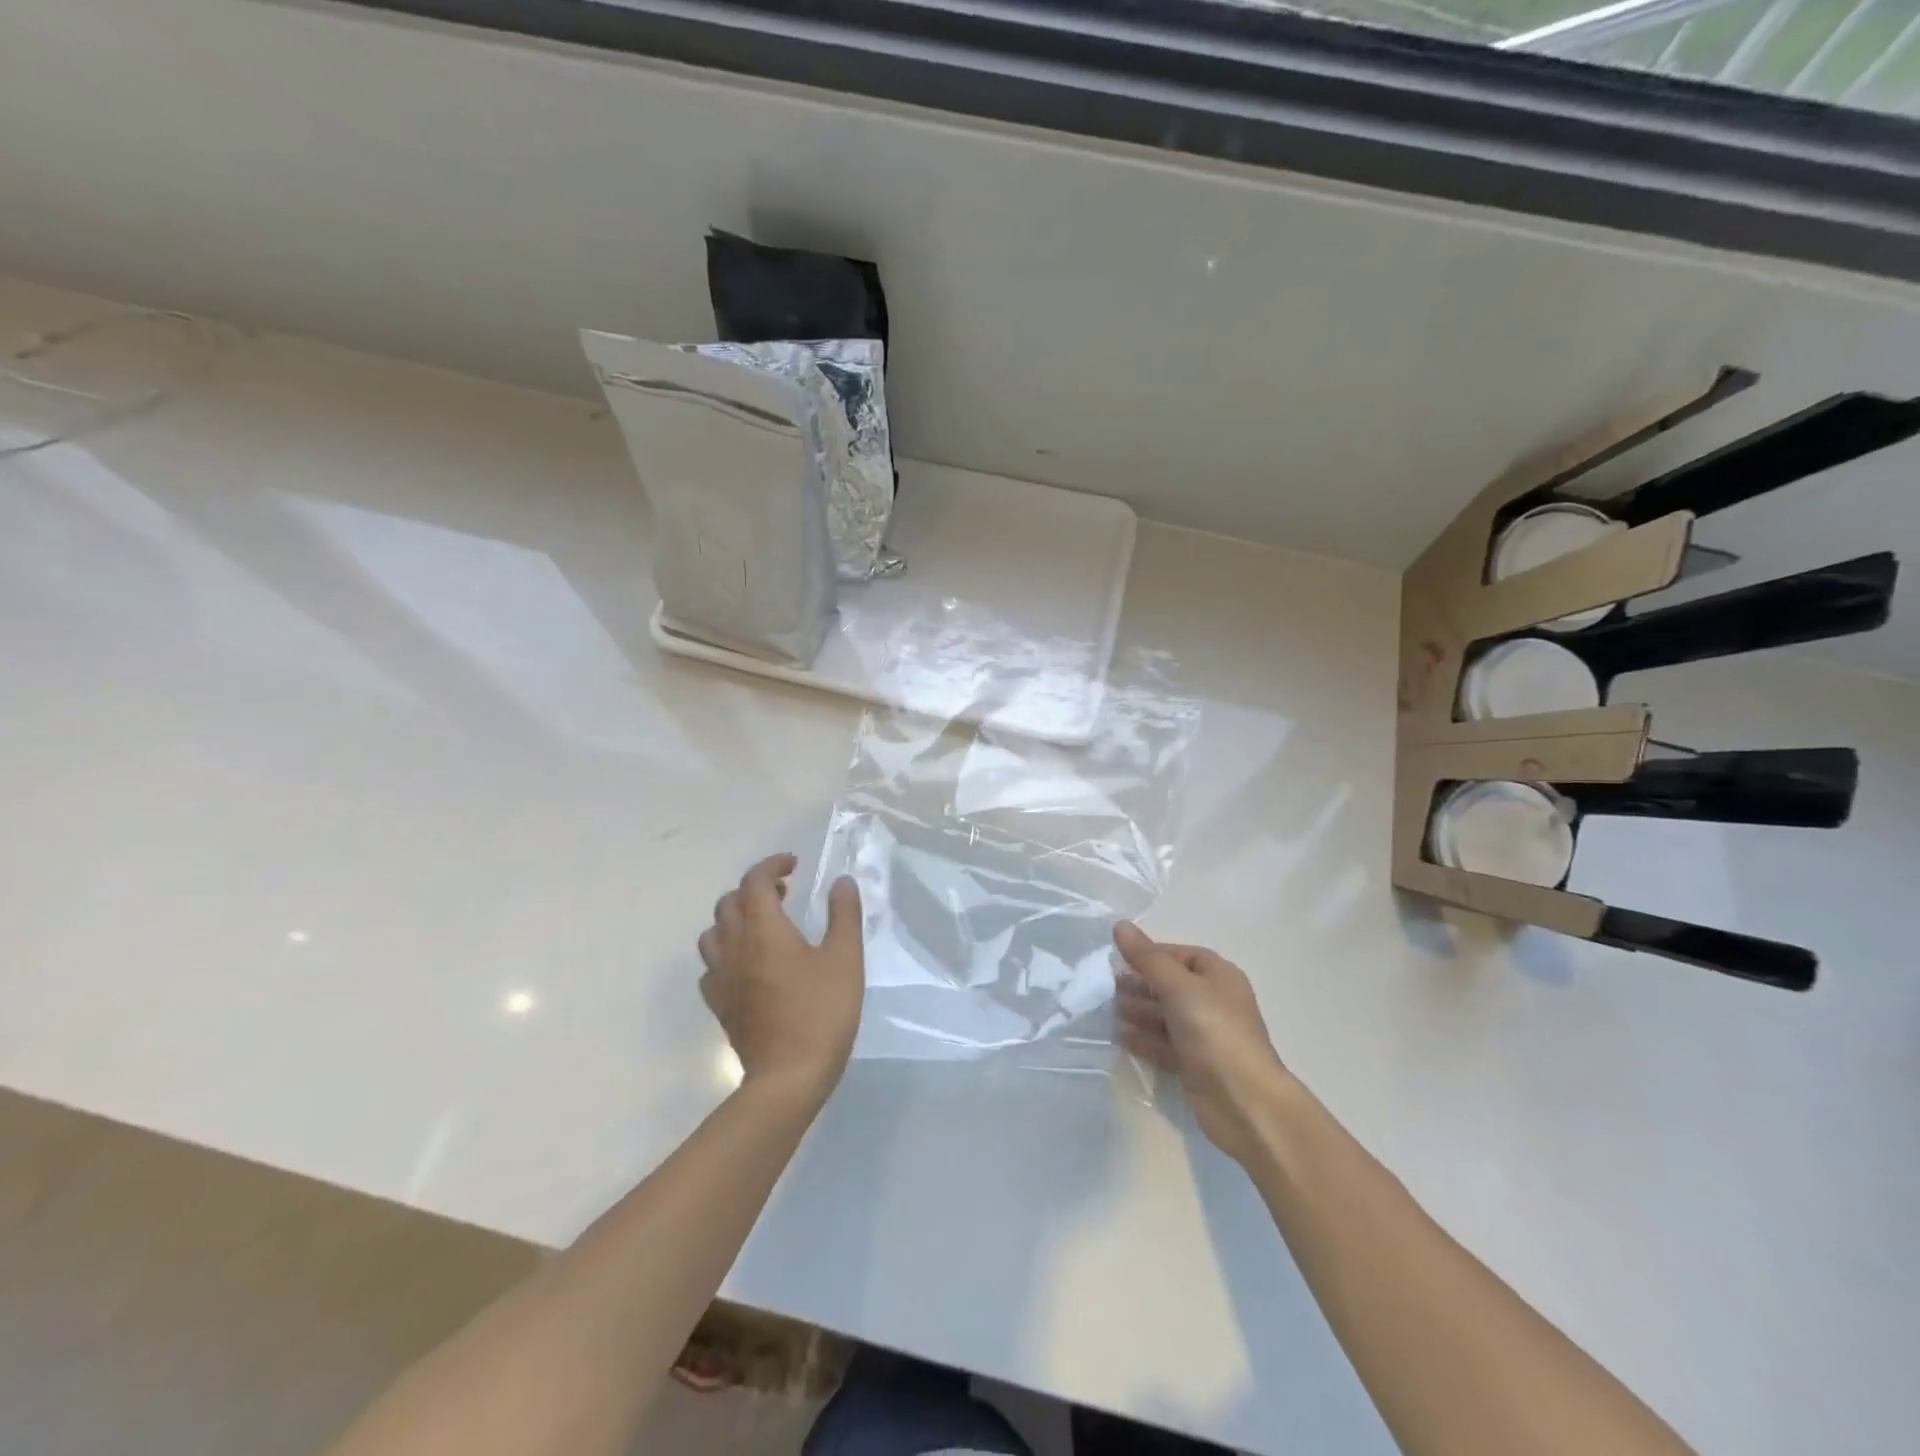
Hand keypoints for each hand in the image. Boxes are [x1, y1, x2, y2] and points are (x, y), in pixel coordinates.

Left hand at [698, 854, 864, 1104]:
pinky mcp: (720, 1005)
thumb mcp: (845, 958)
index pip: (755, 881)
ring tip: (763, 925)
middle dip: (754, 889)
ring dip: (735, 918)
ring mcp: (722, 978)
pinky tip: (749, 964)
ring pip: (714, 933)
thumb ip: (843, 915)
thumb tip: (842, 882)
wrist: (788, 1077)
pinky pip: (712, 966)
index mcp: (763, 929)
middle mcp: (735, 947)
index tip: (794, 865)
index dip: (772, 865)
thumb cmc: (821, 1012)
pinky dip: (727, 952)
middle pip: (729, 903)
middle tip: (785, 893)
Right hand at [1114, 922, 1292, 1165]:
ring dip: (1139, 1012)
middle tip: (1108, 988)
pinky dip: (1144, 1039)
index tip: (1120, 960)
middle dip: (1140, 985)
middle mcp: (1214, 1002)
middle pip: (1171, 985)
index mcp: (1219, 976)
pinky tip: (1120, 1037)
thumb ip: (1147, 958)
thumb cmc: (1214, 1031)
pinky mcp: (1195, 1064)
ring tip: (1110, 1011)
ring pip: (1165, 1016)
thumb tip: (1120, 925)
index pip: (1181, 955)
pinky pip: (1164, 1044)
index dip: (1151, 955)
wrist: (1244, 1101)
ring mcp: (1205, 1035)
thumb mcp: (1179, 986)